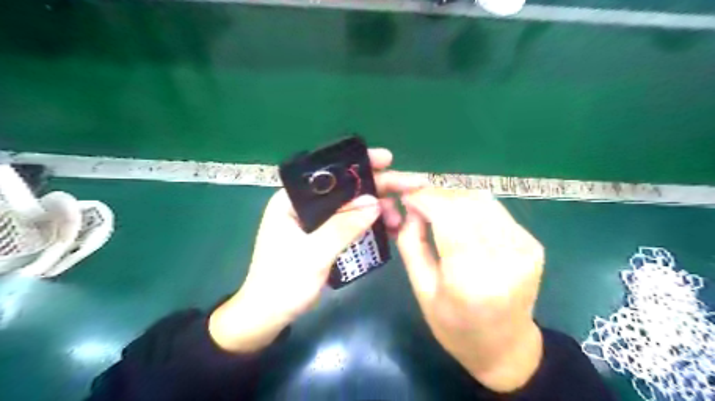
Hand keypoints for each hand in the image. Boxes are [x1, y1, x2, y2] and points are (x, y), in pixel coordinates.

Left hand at [208, 149, 419, 352]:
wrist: (266, 316)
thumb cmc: (282, 284)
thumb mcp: (314, 255)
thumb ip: (343, 227)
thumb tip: (375, 203)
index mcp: (291, 200)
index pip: (328, 173)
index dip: (359, 164)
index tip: (388, 160)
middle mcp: (303, 205)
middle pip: (344, 189)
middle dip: (376, 188)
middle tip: (408, 189)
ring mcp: (314, 221)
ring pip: (349, 207)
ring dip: (375, 208)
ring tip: (398, 218)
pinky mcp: (322, 236)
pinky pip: (348, 223)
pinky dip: (367, 224)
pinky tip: (386, 228)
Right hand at [399, 187, 545, 390]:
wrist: (506, 348)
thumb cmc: (456, 327)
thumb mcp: (422, 291)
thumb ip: (412, 244)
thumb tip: (412, 209)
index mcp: (470, 277)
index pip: (448, 215)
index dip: (425, 198)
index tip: (407, 197)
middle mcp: (504, 257)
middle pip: (467, 202)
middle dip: (437, 194)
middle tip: (419, 201)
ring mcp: (524, 248)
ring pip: (483, 200)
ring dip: (454, 197)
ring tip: (436, 207)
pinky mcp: (533, 244)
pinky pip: (496, 210)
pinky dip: (472, 207)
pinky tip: (460, 218)